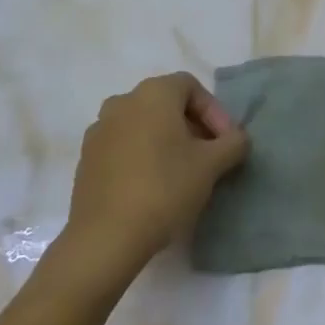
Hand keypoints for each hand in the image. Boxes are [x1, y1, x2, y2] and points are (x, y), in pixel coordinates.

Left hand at [65, 73, 247, 274]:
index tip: (226, 142)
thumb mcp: (212, 165)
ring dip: (166, 141)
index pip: (191, 87)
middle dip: (192, 126)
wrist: (105, 237)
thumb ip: (233, 143)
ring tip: (182, 172)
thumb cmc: (164, 188)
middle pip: (166, 104)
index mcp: (153, 93)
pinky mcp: (86, 158)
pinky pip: (123, 146)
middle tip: (210, 156)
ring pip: (143, 125)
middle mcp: (122, 101)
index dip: (215, 111)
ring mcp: (99, 130)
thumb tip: (237, 138)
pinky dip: (142, 156)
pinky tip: (153, 186)